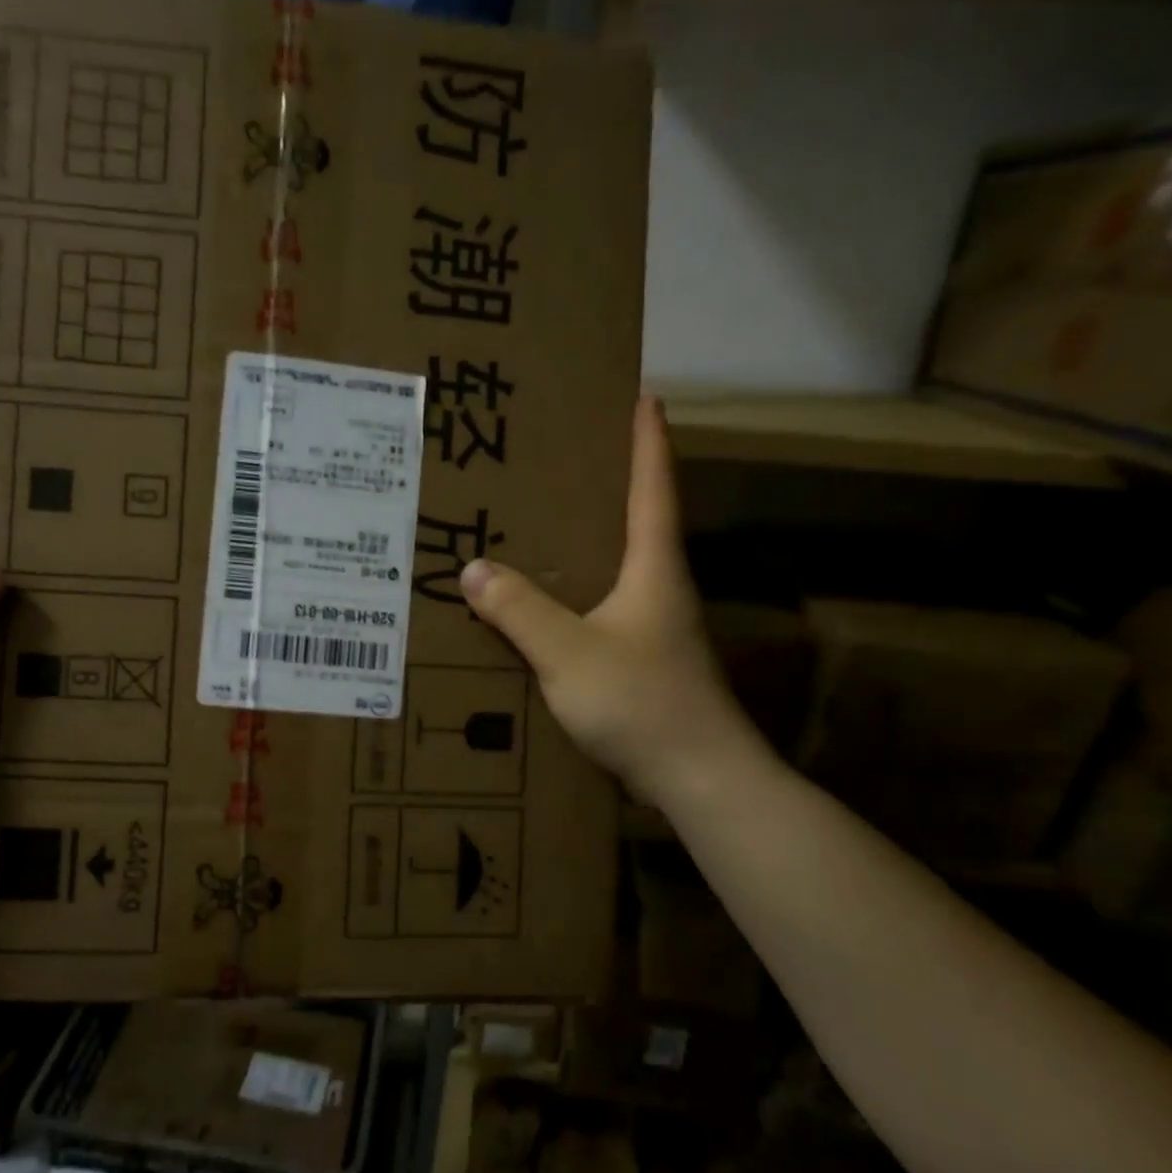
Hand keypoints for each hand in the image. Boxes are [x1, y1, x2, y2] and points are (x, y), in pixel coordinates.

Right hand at [459, 394, 764, 806]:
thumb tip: (473, 568)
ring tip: (534, 528)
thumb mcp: (569, 653)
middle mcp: (658, 588)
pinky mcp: (642, 661)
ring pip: (614, 569)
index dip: (646, 439)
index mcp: (653, 567)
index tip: (640, 394)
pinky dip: (572, 595)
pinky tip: (539, 607)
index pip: (653, 486)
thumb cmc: (642, 702)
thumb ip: (520, 610)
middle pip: (633, 521)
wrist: (698, 778)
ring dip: (583, 544)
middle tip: (555, 460)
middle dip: (602, 486)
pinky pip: (600, 610)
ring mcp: (653, 627)